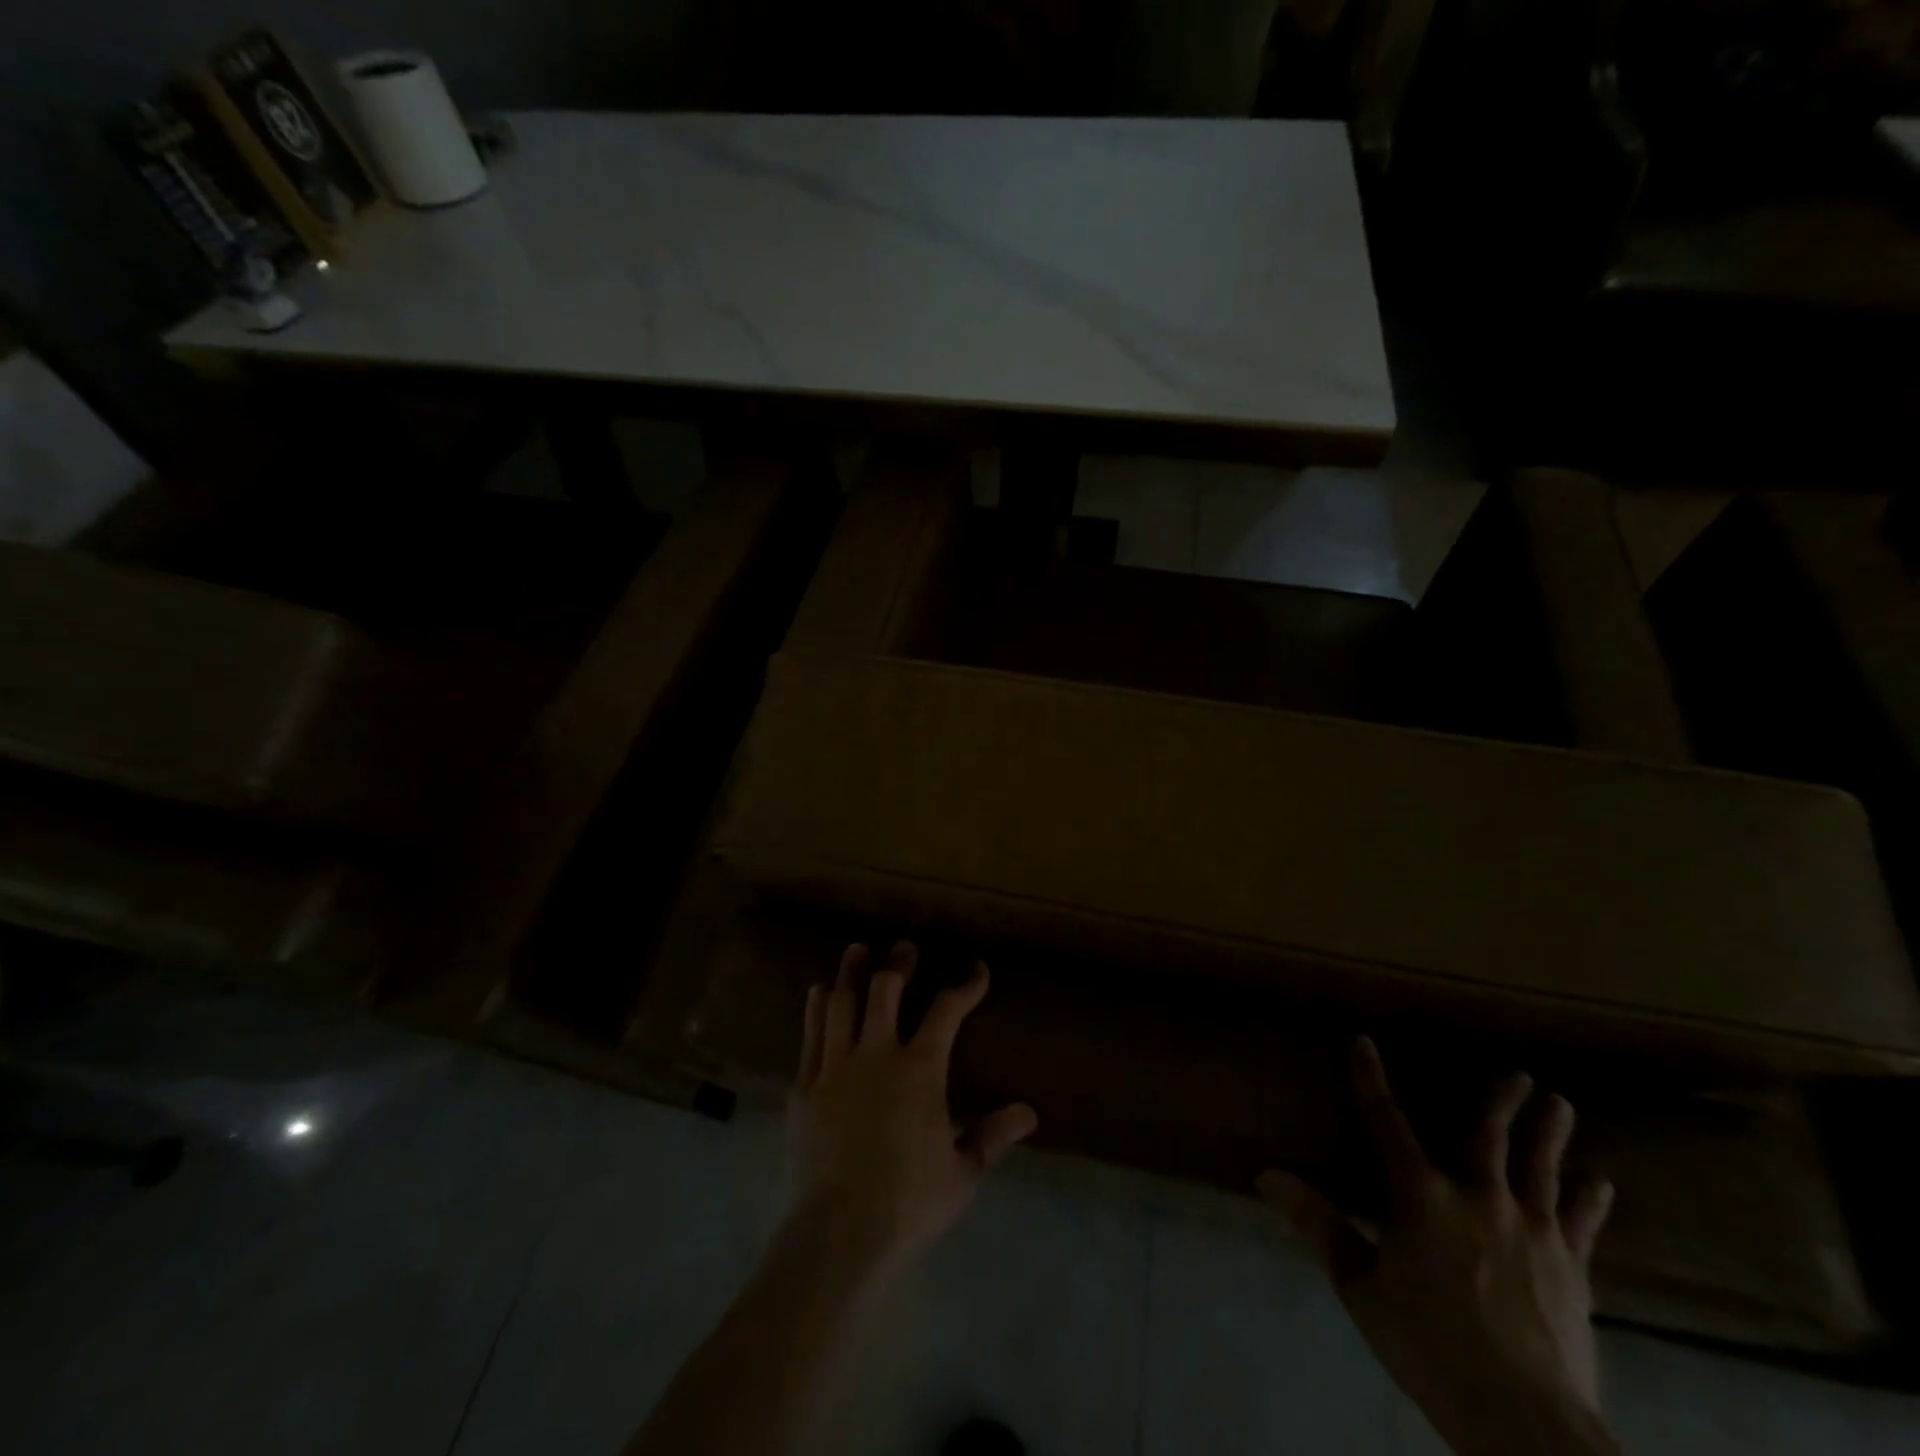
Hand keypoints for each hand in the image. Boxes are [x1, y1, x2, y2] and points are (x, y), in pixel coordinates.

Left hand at [786, 941, 1037, 1278]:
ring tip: (858, 950)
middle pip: (886, 989)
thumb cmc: (910, 1200)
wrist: (840, 1232)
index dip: (965, 985)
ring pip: (842, 1002)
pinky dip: (817, 1008)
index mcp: (920, 1068)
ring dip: (851, 972)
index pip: (947, 1010)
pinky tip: (818, 993)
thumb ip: (993, 1135)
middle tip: (905, 949)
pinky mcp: (805, 1086)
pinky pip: (811, 1034)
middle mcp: (877, 1053)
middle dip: (898, 964)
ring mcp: (836, 1066)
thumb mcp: (963, 1172)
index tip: (977, 971)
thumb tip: (1029, 1113)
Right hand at [1259, 1038, 1618, 1455]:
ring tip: (1560, 1104)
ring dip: (1550, 1134)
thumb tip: (1267, 1175)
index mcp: (1421, 1196)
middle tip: (1520, 1074)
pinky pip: (1582, 1223)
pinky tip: (1597, 1182)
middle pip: (1489, 1137)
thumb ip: (1319, 1225)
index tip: (1364, 1042)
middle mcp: (1478, 1197)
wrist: (1525, 1421)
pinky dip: (1589, 1199)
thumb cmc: (1430, 1347)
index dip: (1370, 1079)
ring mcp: (1532, 1231)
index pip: (1386, 1122)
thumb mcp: (1360, 1287)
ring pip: (1541, 1168)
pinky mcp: (1571, 1267)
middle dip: (1501, 1101)